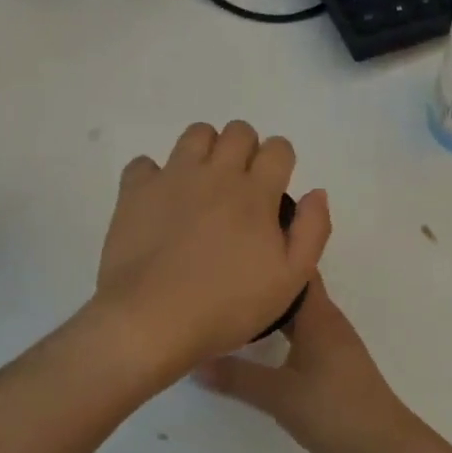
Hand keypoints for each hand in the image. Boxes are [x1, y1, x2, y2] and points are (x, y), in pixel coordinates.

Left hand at [94, 121, 330, 378]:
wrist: (151, 321)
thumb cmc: (227, 306)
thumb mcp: (290, 280)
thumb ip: (312, 231)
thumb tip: (316, 192)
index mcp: (256, 192)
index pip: (278, 148)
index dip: (280, 162)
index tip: (274, 189)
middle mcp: (216, 173)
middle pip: (239, 131)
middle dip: (246, 150)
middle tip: (240, 187)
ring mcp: (172, 177)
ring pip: (196, 134)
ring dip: (206, 151)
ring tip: (203, 185)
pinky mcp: (136, 191)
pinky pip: (144, 163)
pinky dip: (154, 176)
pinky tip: (160, 202)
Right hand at [197, 277, 426, 452]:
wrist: (384, 444)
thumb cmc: (333, 410)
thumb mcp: (279, 396)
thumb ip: (237, 377)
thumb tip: (195, 361)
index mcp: (318, 315)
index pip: (295, 269)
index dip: (272, 254)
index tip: (239, 249)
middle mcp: (328, 319)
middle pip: (295, 288)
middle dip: (266, 280)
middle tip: (227, 277)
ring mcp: (335, 339)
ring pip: (301, 311)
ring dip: (274, 306)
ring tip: (237, 303)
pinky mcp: (336, 359)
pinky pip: (306, 329)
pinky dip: (284, 327)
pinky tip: (264, 340)